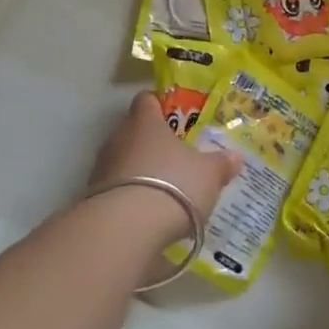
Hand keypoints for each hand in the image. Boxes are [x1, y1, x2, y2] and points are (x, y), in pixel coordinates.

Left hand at [88, 93, 240, 251]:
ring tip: (162, 189)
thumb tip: (235, 157)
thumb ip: (220, 164)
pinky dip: (129, 196)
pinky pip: (115, 188)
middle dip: (152, 142)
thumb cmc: (173, 185)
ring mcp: (102, 167)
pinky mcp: (93, 197)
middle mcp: (119, 137)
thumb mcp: (208, 174)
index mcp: (145, 122)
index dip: (160, 105)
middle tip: (175, 156)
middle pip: (134, 130)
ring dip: (139, 170)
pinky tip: (147, 213)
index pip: (146, 100)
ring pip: (123, 159)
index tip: (175, 117)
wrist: (127, 229)